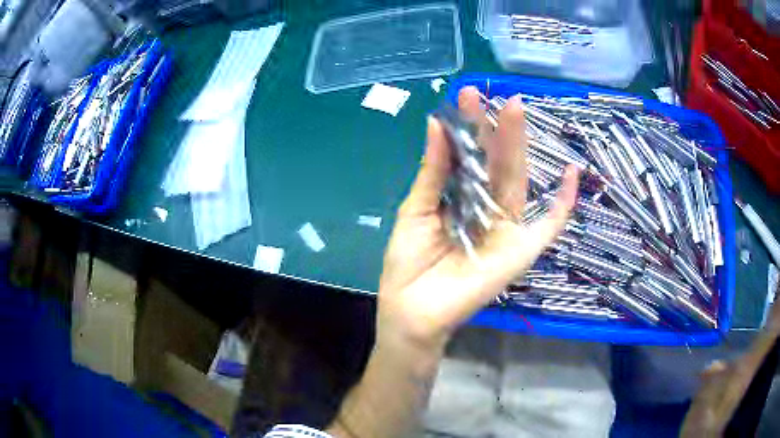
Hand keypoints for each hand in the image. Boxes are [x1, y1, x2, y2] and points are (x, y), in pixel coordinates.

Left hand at [377, 87, 579, 350]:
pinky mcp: (521, 251)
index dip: (470, 127)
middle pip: (495, 163)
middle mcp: (487, 208)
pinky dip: (564, 203)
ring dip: (518, 145)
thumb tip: (436, 123)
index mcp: (461, 198)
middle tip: (492, 94)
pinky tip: (573, 173)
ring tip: (514, 108)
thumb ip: (433, 170)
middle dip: (494, 128)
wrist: (412, 311)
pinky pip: (550, 226)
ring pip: (517, 180)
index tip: (466, 95)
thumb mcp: (415, 209)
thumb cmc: (409, 263)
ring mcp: (507, 229)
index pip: (471, 156)